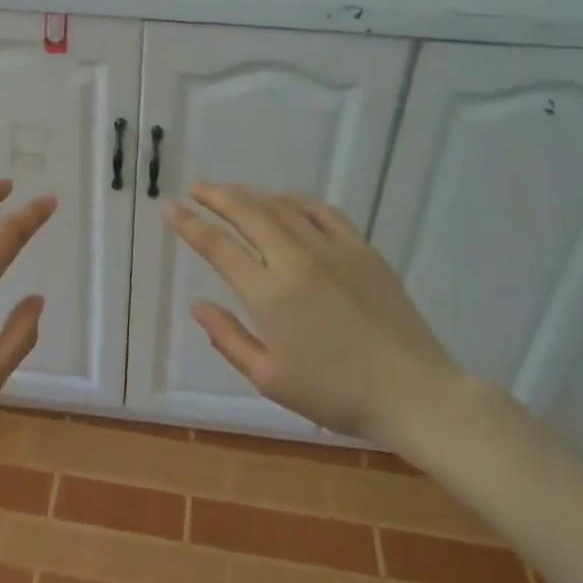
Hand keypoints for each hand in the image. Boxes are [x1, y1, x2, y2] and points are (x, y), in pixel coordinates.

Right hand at [167, 183, 461, 447]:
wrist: (412, 392)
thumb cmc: (335, 394)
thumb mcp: (270, 378)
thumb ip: (228, 338)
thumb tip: (197, 305)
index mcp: (269, 294)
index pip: (218, 247)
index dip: (190, 225)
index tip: (170, 208)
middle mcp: (296, 260)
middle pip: (247, 213)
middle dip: (216, 196)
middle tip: (196, 188)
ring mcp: (332, 249)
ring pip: (282, 206)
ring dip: (251, 194)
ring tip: (232, 192)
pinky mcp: (361, 249)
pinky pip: (322, 211)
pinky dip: (295, 199)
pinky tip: (283, 200)